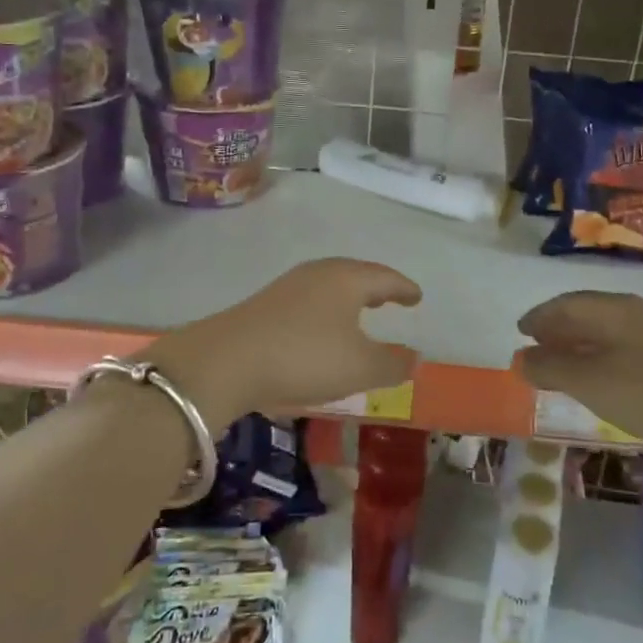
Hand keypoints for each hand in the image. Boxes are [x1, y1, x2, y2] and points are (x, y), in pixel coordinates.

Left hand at [149, 259, 421, 427]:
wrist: (225, 360)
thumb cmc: (304, 357)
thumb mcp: (359, 368)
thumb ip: (392, 363)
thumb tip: (414, 357)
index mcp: (346, 279)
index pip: (384, 278)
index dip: (404, 288)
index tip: (417, 296)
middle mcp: (318, 274)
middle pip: (354, 275)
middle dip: (375, 287)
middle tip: (390, 299)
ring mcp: (287, 287)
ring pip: (328, 287)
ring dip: (348, 298)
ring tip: (359, 313)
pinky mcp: (264, 305)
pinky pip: (307, 301)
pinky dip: (324, 310)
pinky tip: (320, 330)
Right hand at [516, 291, 642, 455]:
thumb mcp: (590, 382)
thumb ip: (551, 368)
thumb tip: (521, 358)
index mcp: (613, 309)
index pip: (566, 304)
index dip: (539, 316)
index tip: (521, 331)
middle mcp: (636, 311)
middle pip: (588, 313)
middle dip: (559, 328)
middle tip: (538, 346)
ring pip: (608, 330)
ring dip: (581, 343)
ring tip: (565, 363)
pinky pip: (626, 346)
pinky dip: (603, 355)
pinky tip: (604, 377)